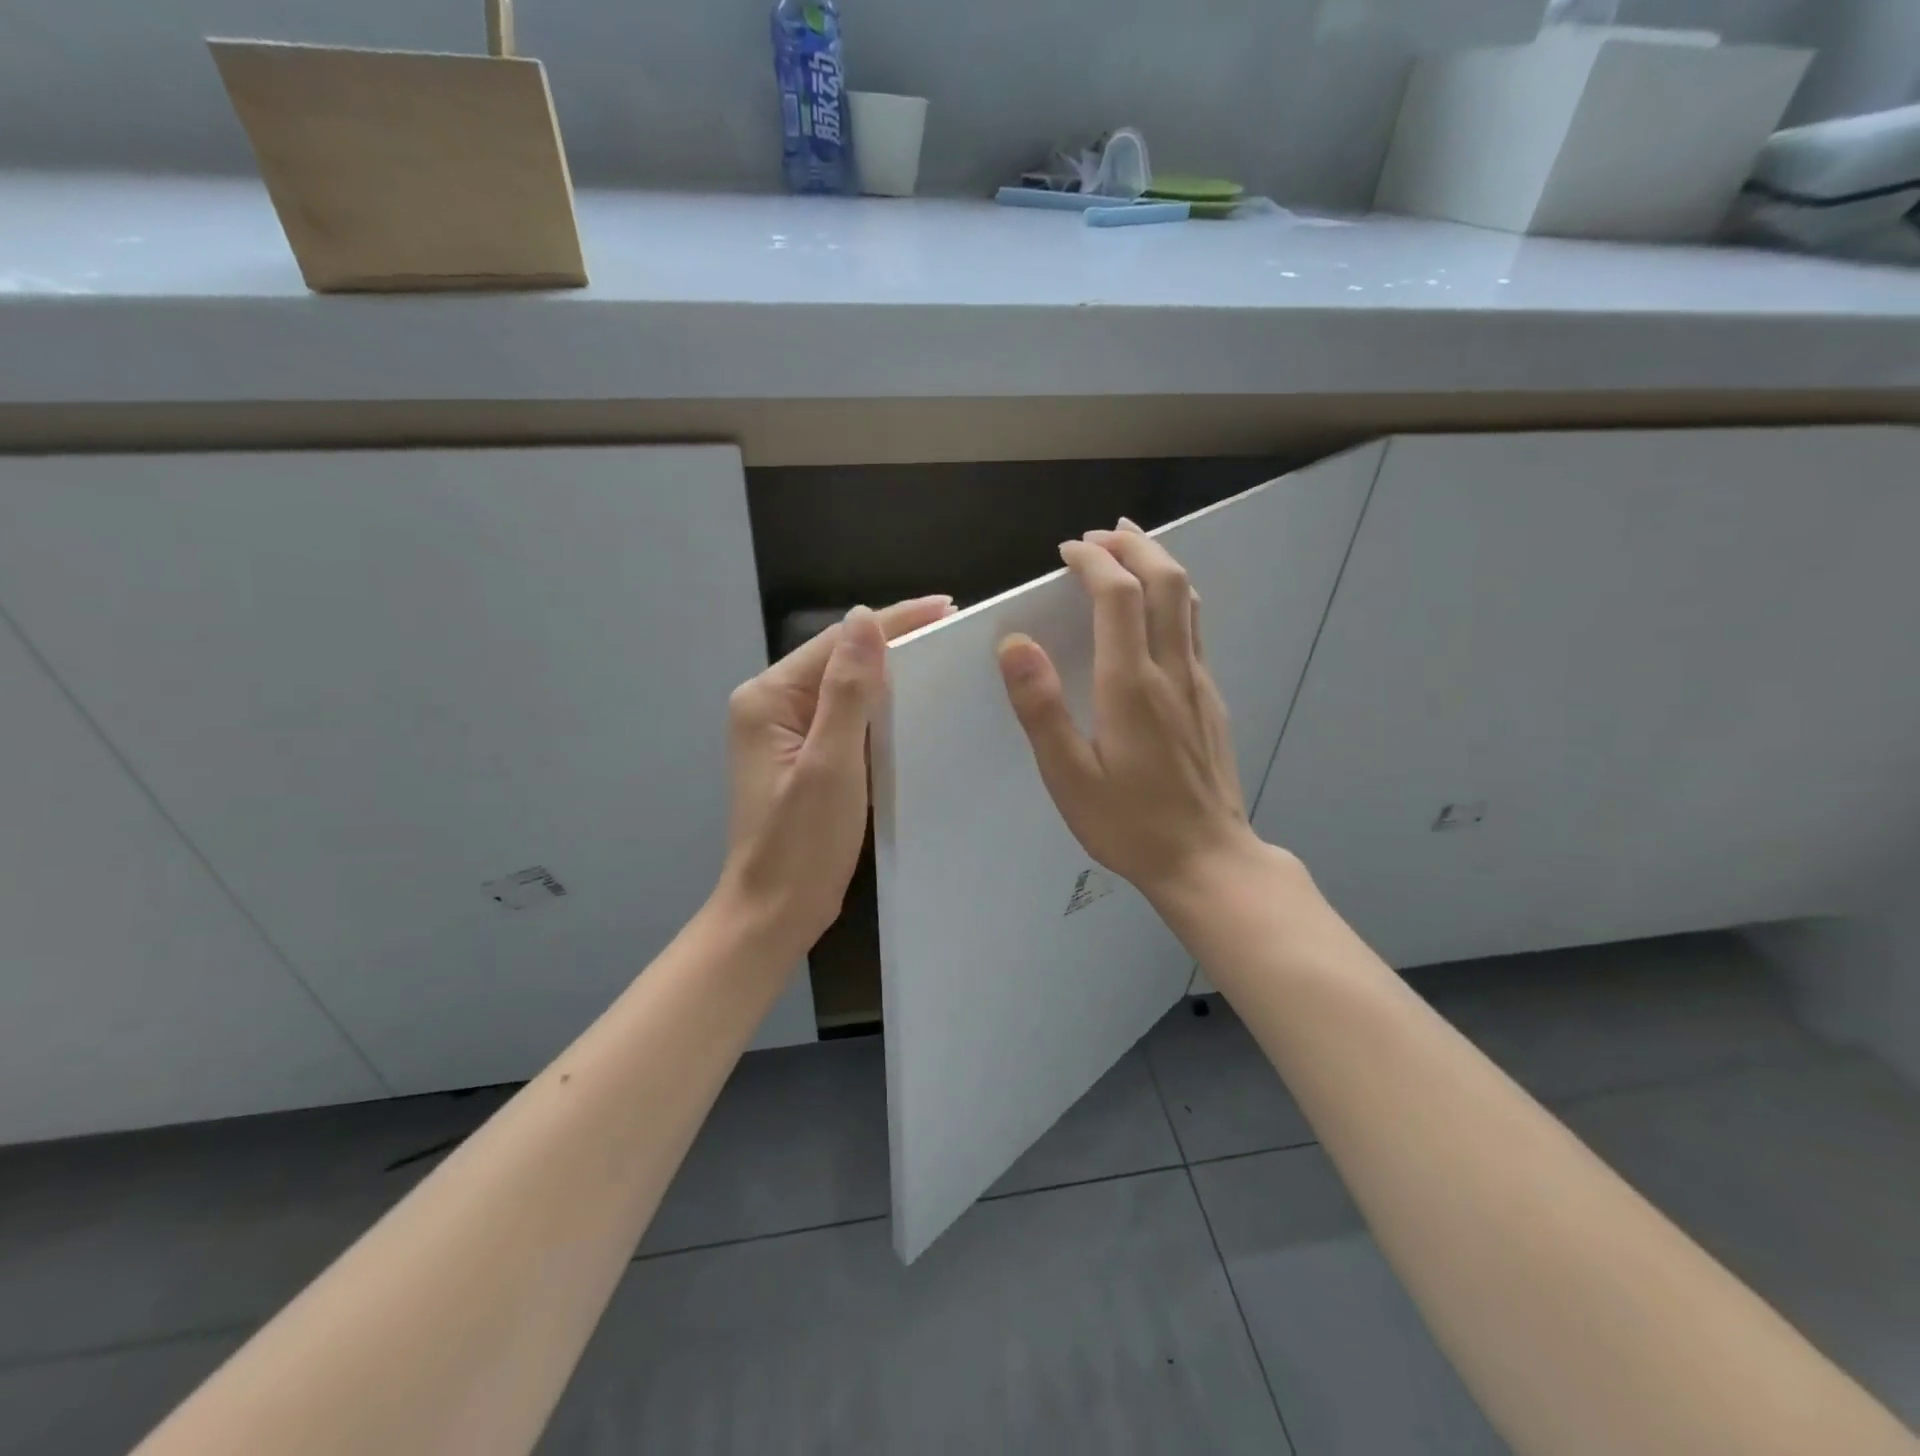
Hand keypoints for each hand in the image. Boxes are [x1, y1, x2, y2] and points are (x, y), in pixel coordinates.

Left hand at [719, 596, 953, 950]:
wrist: (775, 913)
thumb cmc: (802, 844)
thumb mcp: (831, 764)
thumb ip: (847, 690)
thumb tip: (864, 618)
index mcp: (767, 699)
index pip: (837, 643)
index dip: (892, 621)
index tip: (945, 606)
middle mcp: (770, 707)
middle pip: (837, 659)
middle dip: (892, 640)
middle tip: (953, 627)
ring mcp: (784, 733)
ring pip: (843, 687)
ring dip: (887, 671)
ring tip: (941, 655)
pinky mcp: (803, 756)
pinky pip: (844, 716)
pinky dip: (877, 706)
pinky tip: (910, 703)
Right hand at [997, 521, 1266, 904]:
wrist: (1207, 859)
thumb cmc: (1128, 823)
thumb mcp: (1068, 775)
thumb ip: (1041, 707)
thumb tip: (1015, 643)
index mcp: (1131, 684)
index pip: (1118, 595)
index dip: (1093, 561)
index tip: (1067, 550)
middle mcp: (1171, 670)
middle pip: (1166, 580)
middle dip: (1134, 545)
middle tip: (1101, 534)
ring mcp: (1199, 682)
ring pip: (1188, 599)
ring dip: (1159, 562)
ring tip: (1131, 547)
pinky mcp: (1211, 699)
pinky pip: (1194, 627)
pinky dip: (1173, 596)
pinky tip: (1155, 609)